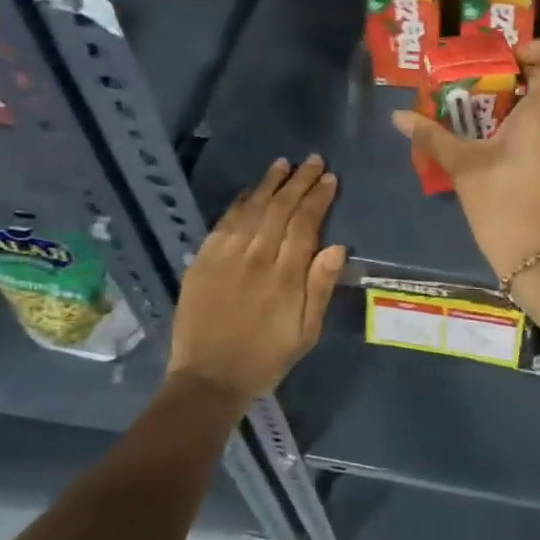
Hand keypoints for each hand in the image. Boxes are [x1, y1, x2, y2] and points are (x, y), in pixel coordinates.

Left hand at [168, 156, 346, 402]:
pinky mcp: (202, 261)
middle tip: (313, 160)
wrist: (208, 379)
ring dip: (270, 184)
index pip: (305, 224)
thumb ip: (320, 287)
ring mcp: (225, 257)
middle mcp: (255, 258)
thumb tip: (337, 247)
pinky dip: (239, 203)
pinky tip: (250, 191)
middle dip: (299, 181)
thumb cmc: (266, 358)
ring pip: (252, 209)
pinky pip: (224, 223)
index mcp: (284, 276)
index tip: (330, 179)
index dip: (318, 198)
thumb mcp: (306, 332)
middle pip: (280, 209)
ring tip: (284, 164)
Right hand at [391, 40, 539, 281]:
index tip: (513, 59)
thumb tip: (399, 116)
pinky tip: (506, 156)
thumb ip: (433, 137)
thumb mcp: (464, 170)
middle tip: (484, 92)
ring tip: (488, 127)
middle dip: (520, 81)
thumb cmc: (504, 209)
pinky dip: (535, 132)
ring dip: (525, 109)